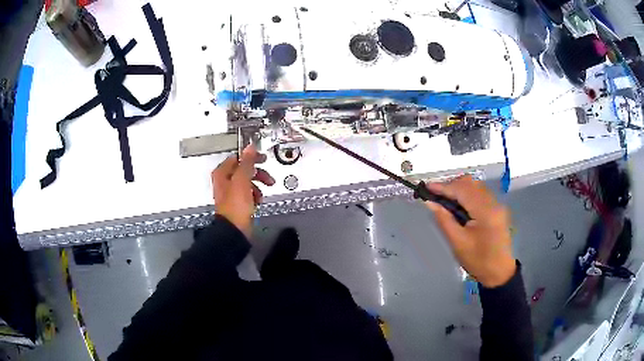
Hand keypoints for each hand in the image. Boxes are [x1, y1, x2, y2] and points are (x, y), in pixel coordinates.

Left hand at [211, 146, 274, 238]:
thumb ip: (247, 162)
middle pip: (243, 171)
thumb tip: (250, 147)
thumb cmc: (236, 205)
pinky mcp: (237, 204)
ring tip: (262, 193)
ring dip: (257, 186)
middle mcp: (224, 182)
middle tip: (268, 178)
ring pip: (247, 183)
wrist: (234, 230)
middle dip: (257, 174)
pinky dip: (255, 196)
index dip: (251, 158)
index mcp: (222, 173)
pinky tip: (258, 201)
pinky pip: (248, 194)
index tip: (263, 159)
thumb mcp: (242, 180)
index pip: (237, 158)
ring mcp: (231, 193)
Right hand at [424, 175, 515, 287]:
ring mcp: (496, 204)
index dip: (443, 187)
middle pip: (470, 183)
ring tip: (444, 201)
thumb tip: (429, 203)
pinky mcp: (496, 208)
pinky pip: (479, 193)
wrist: (499, 272)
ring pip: (475, 186)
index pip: (462, 190)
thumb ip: (444, 220)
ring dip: (458, 189)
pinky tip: (458, 205)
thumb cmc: (478, 261)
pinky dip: (466, 194)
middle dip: (451, 185)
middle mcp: (493, 203)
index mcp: (485, 212)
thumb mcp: (458, 243)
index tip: (426, 188)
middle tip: (435, 196)